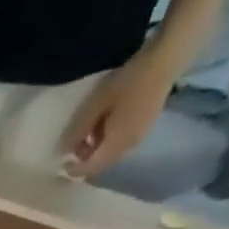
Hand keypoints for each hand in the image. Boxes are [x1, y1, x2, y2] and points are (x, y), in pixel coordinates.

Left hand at [58, 44, 181, 178]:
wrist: (166, 59)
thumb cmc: (128, 81)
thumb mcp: (95, 105)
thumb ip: (78, 131)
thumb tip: (63, 151)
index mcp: (117, 144)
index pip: (91, 168)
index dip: (75, 169)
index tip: (62, 164)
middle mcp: (129, 146)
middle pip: (101, 164)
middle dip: (86, 159)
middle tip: (75, 145)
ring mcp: (140, 136)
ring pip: (111, 154)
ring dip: (97, 149)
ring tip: (89, 131)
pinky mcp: (146, 126)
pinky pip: (121, 143)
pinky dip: (108, 140)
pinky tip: (105, 124)